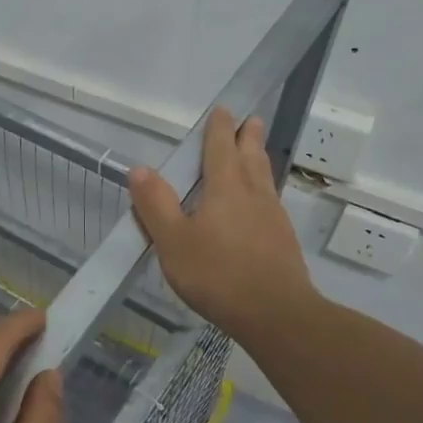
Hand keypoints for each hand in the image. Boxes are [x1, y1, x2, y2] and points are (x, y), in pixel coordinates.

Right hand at [129, 107, 316, 343]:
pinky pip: (270, 201)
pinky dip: (262, 190)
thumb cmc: (217, 274)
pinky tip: (260, 204)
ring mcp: (272, 216)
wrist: (275, 313)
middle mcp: (253, 194)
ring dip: (258, 159)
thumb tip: (140, 169)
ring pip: (264, 177)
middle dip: (246, 136)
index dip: (219, 128)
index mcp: (225, 188)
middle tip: (249, 121)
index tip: (222, 110)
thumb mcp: (173, 242)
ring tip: (256, 152)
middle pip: (250, 156)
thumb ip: (156, 205)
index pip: (220, 148)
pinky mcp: (282, 239)